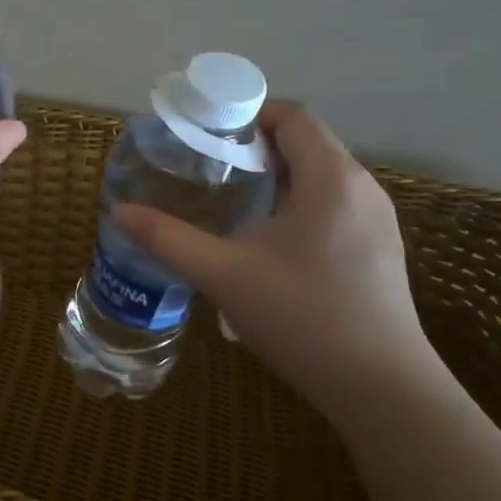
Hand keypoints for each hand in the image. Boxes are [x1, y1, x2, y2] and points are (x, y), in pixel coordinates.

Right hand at [113, 100, 430, 391]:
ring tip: (229, 200)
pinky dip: (296, 204)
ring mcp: (377, 220)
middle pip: (307, 144)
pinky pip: (333, 205)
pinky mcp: (378, 250)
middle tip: (206, 167)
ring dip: (276, 177)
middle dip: (255, 147)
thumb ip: (169, 239)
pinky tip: (266, 240)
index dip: (249, 113)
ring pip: (321, 177)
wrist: (380, 387)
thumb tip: (120, 212)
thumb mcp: (223, 274)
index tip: (206, 132)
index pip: (294, 117)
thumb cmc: (302, 316)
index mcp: (331, 179)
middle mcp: (363, 188)